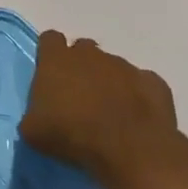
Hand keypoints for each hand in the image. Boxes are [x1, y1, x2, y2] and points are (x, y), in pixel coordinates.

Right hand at [19, 32, 179, 180]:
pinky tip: (135, 117)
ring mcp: (125, 66)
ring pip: (113, 66)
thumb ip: (33, 115)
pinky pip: (142, 83)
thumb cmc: (72, 134)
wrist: (129, 149)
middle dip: (81, 66)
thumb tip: (38, 118)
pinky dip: (138, 95)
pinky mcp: (154, 83)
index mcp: (56, 59)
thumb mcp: (33, 131)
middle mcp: (90, 55)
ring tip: (110, 112)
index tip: (50, 73)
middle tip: (79, 95)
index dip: (49, 54)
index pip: (49, 39)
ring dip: (109, 82)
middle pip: (83, 49)